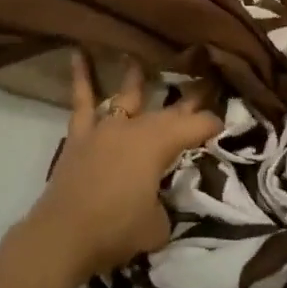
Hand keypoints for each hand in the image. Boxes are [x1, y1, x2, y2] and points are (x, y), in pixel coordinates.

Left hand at [20, 54, 221, 283]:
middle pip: (166, 111)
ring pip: (126, 96)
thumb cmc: (116, 229)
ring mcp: (105, 127)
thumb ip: (163, 207)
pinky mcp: (80, 135)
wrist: (64, 233)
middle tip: (203, 86)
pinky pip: (81, 101)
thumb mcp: (157, 227)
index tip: (222, 125)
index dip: (211, 125)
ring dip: (136, 78)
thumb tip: (158, 201)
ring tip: (139, 57)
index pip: (194, 127)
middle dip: (188, 101)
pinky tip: (77, 53)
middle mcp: (134, 127)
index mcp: (158, 145)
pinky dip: (80, 77)